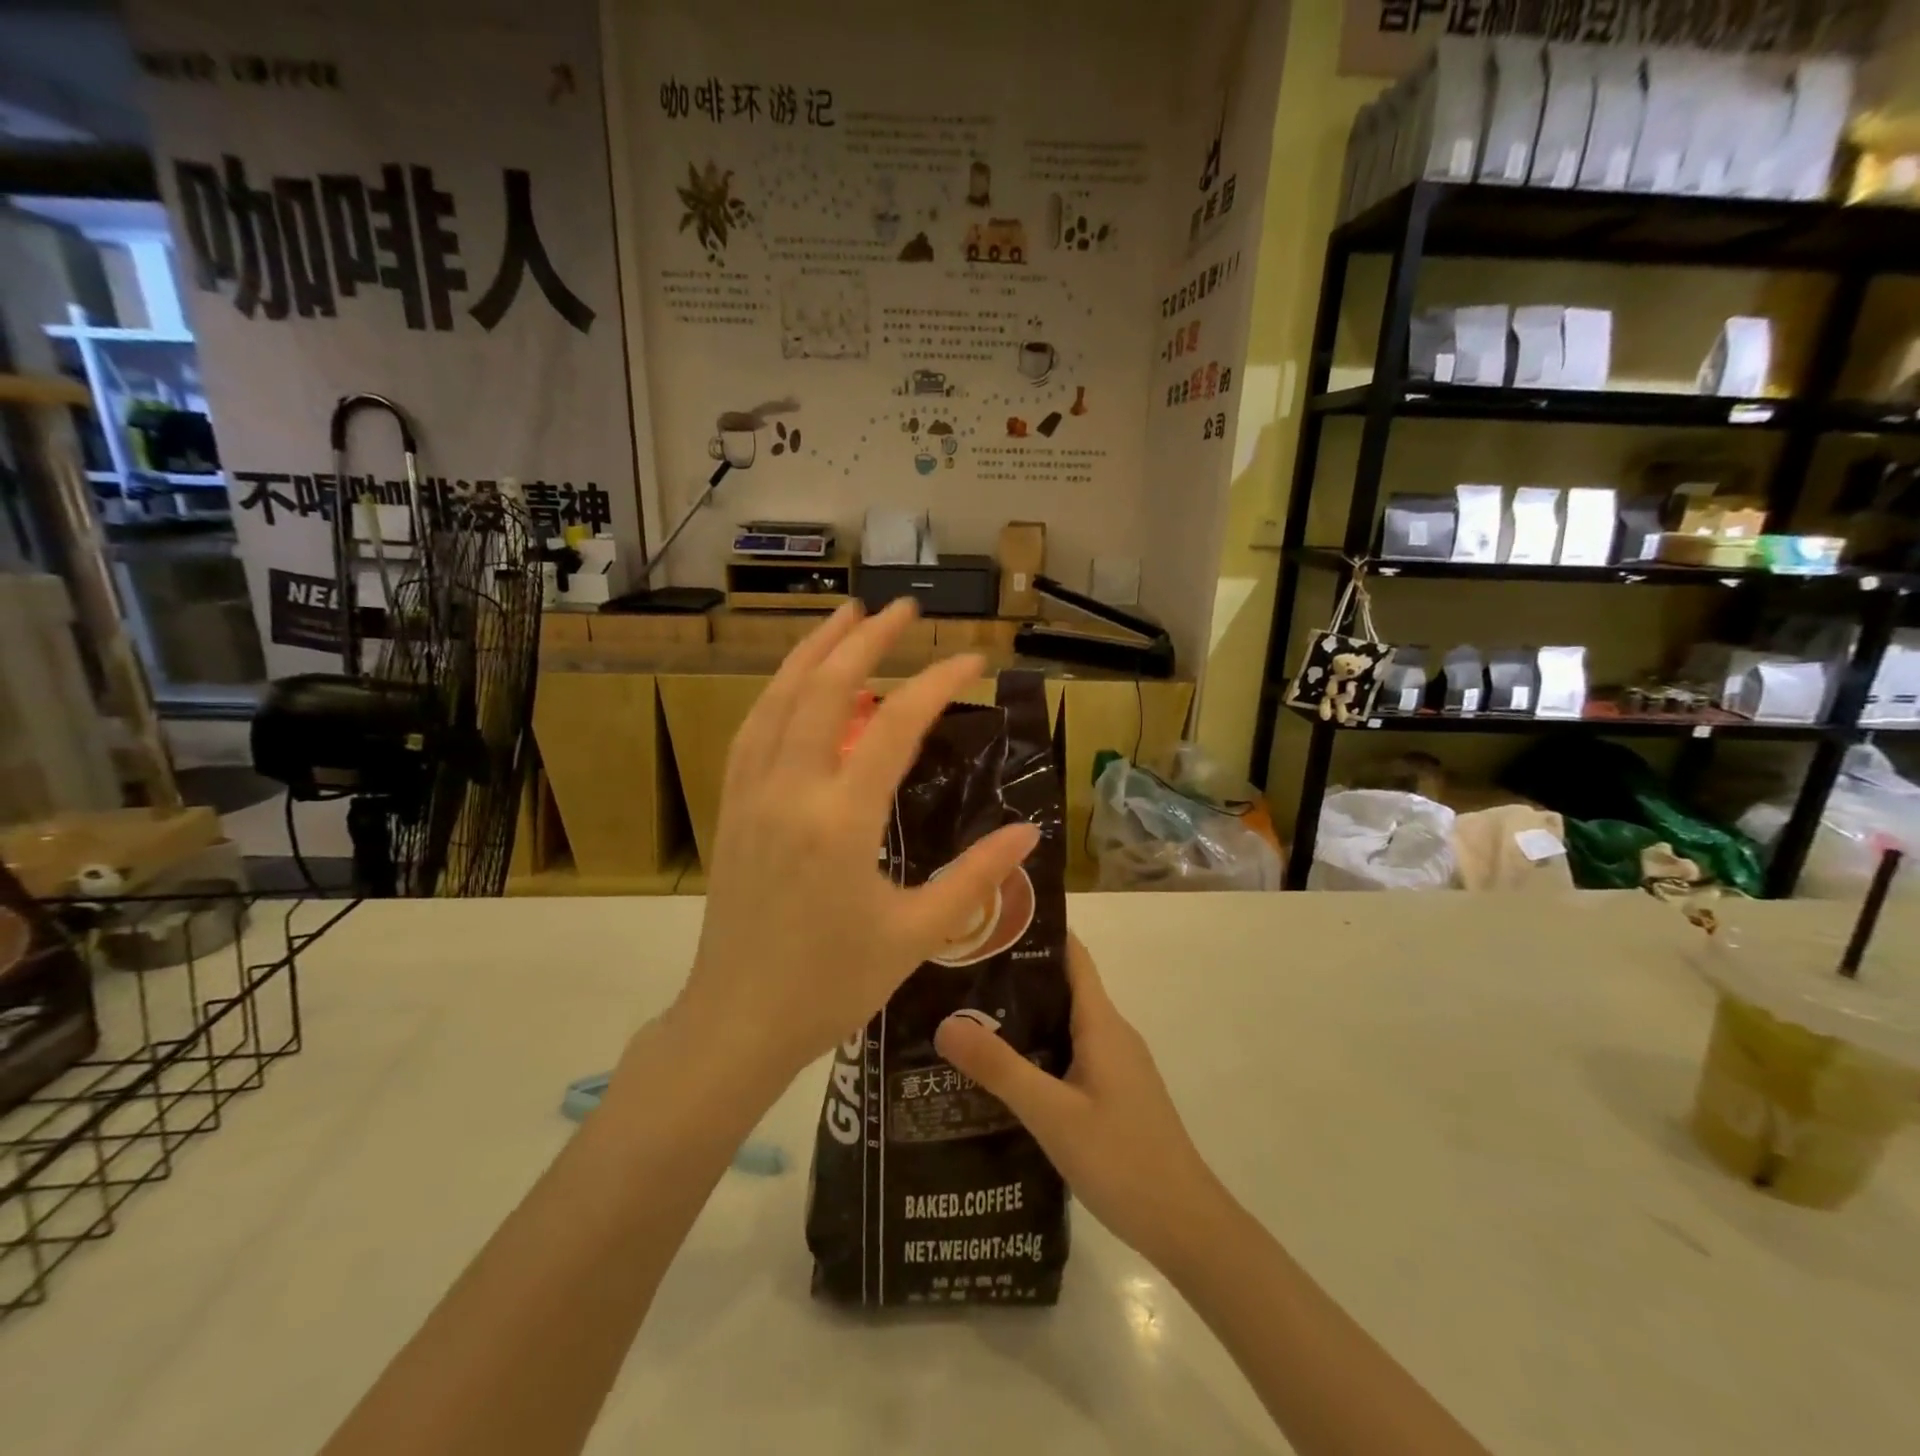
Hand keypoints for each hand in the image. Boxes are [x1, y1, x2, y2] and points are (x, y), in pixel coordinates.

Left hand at [678, 601, 1040, 1084]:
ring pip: (778, 699)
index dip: (938, 682)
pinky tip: (796, 685)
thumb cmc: (831, 986)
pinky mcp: (732, 808)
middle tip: (903, 609)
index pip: (895, 725)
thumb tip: (1028, 832)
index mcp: (840, 821)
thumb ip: (975, 877)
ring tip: (844, 617)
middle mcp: (790, 791)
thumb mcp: (915, 935)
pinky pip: (752, 731)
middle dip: (866, 640)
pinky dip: (777, 693)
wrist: (738, 1022)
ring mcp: (751, 795)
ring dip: (812, 651)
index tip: (973, 660)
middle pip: (826, 689)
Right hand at [934, 933, 1223, 1269]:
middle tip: (959, 973)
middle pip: (1062, 986)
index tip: (988, 922)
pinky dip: (1037, 1049)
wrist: (1186, 1226)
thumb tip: (945, 1022)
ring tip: (966, 1016)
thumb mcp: (1053, 1114)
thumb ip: (1001, 1069)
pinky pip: (1070, 1053)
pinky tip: (1003, 1071)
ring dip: (1023, 1016)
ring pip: (1064, 1023)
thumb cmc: (1123, 1159)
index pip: (1072, 955)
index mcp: (1102, 1023)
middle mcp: (1111, 1033)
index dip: (1035, 932)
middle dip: (1014, 976)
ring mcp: (1115, 1065)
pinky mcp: (1113, 1093)